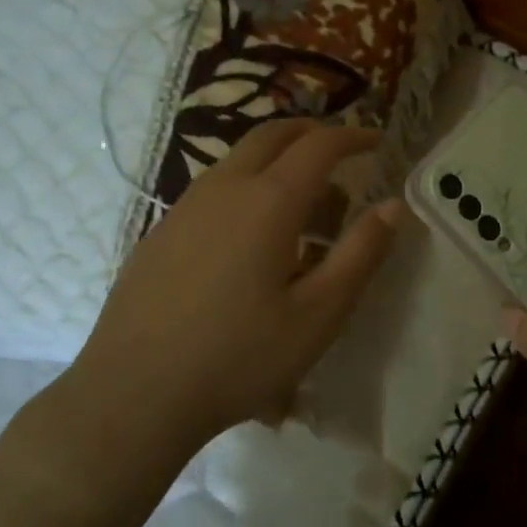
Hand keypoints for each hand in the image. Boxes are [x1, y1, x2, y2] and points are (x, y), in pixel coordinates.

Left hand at [66, 119, 401, 456]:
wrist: (133, 394)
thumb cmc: (239, 356)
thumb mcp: (318, 314)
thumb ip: (360, 254)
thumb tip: (393, 206)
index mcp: (269, 200)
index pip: (319, 145)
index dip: (353, 136)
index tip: (377, 141)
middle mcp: (225, 187)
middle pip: (273, 134)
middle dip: (312, 133)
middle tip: (340, 153)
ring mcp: (186, 206)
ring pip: (239, 159)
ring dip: (277, 161)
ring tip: (302, 206)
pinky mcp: (161, 231)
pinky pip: (214, 188)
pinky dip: (247, 186)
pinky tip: (250, 239)